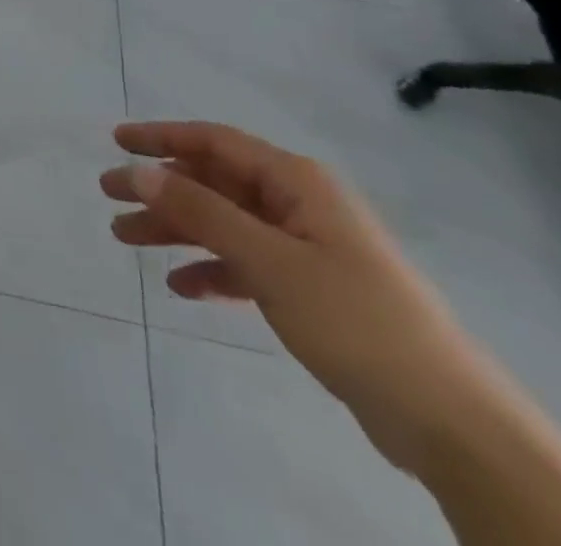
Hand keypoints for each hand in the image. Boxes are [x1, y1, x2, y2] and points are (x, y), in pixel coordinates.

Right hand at [102, 121, 491, 471]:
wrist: (451, 422)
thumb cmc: (355, 320)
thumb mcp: (268, 260)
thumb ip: (200, 211)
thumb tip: (139, 170)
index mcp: (296, 182)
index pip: (215, 141)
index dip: (161, 137)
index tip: (116, 140)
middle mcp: (298, 204)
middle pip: (214, 182)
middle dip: (160, 188)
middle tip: (108, 195)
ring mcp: (306, 247)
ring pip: (224, 222)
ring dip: (176, 228)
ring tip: (125, 239)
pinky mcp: (311, 290)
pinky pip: (245, 263)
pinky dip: (211, 269)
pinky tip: (181, 287)